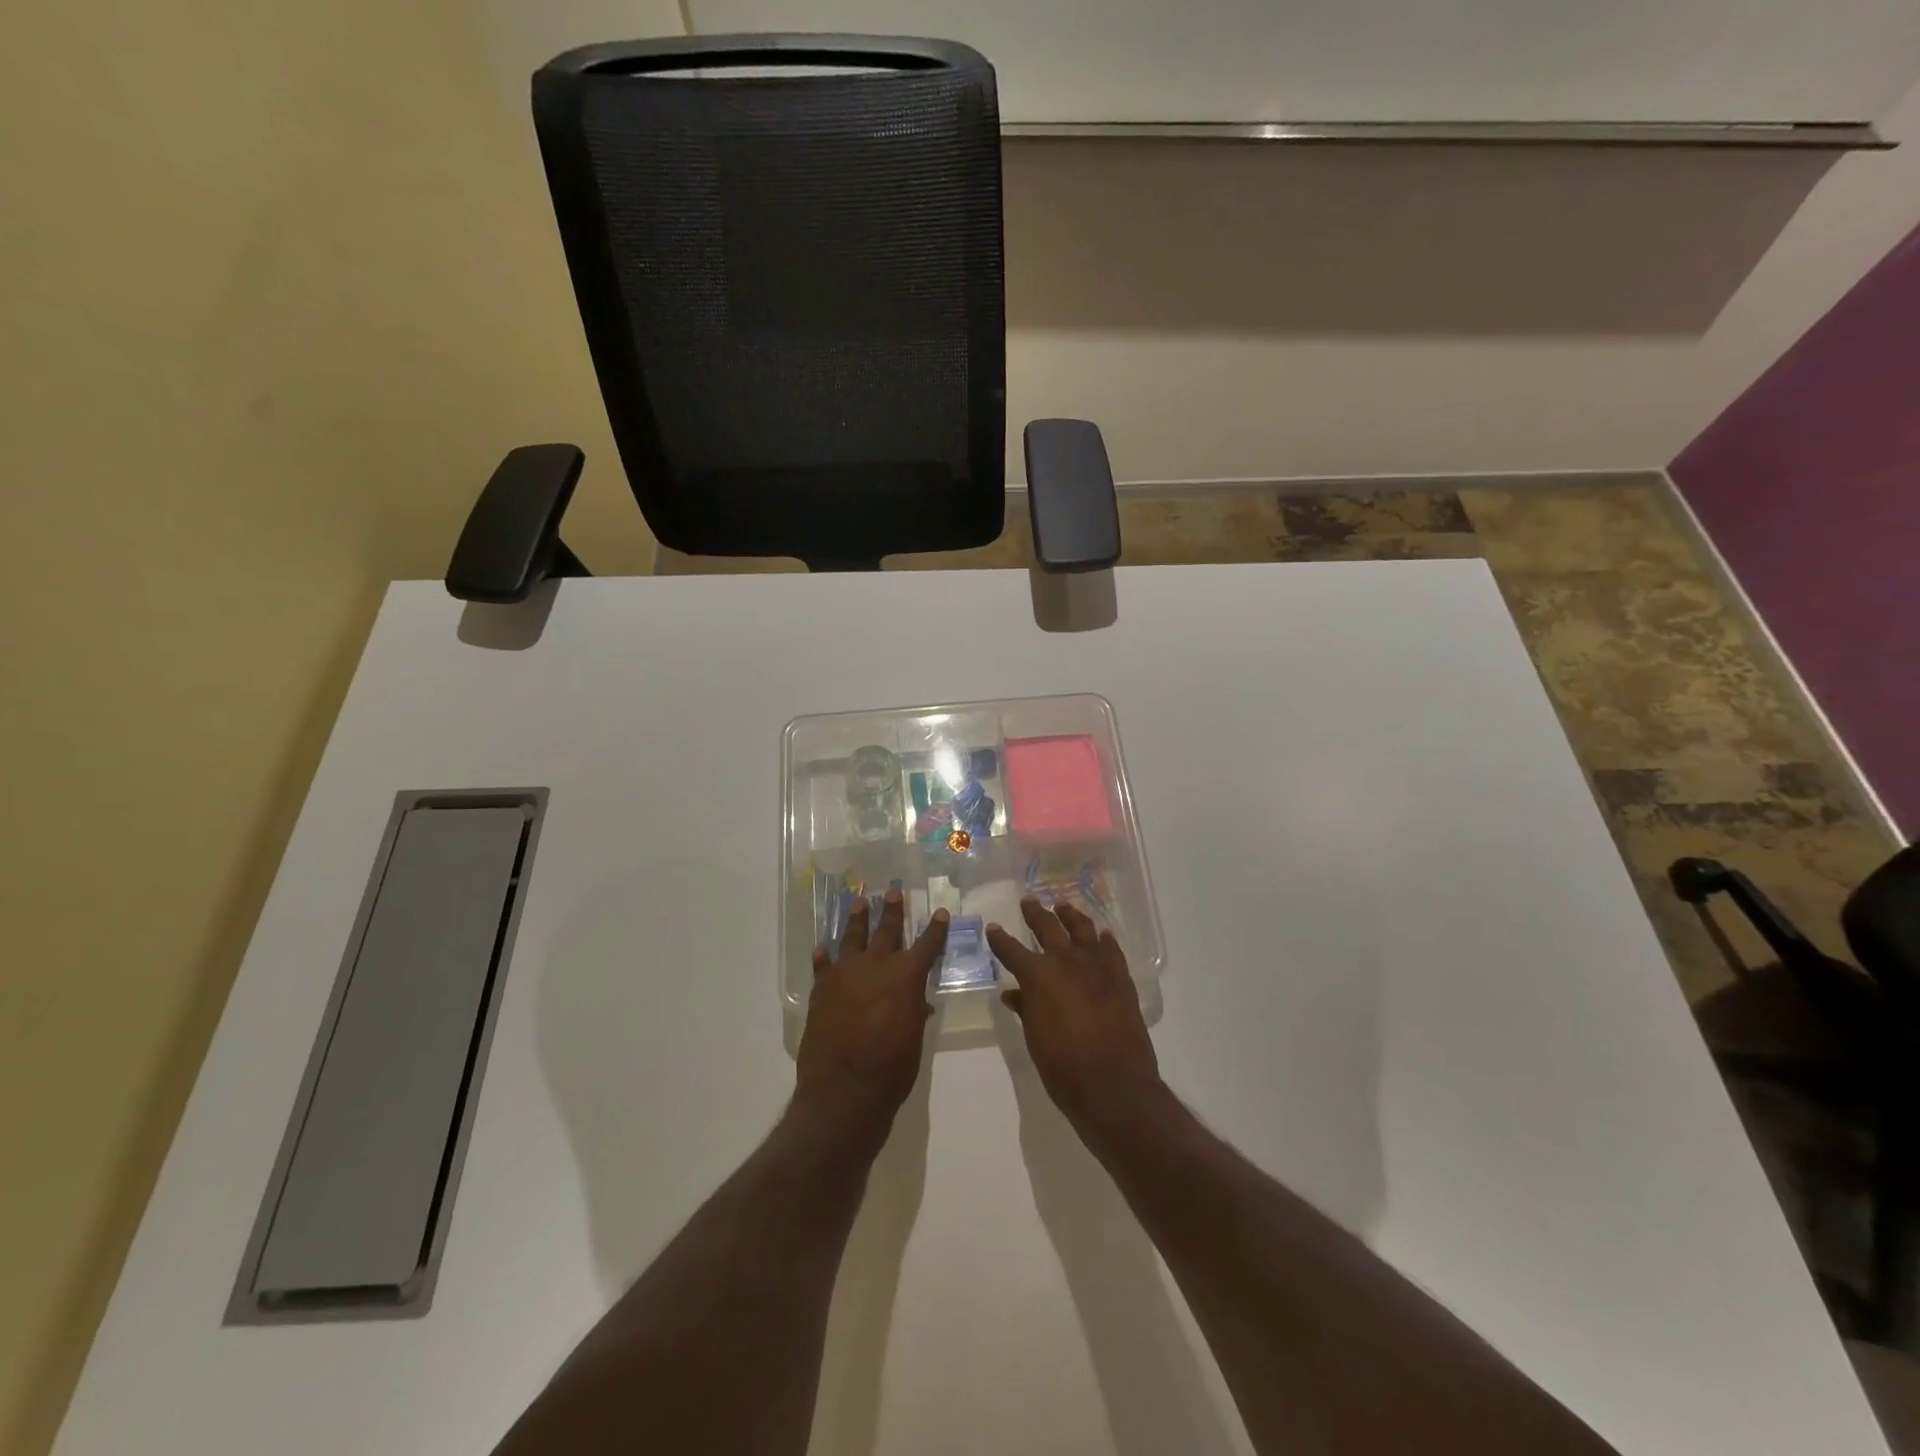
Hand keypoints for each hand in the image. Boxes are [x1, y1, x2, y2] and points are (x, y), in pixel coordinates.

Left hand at [795, 888, 948, 1145]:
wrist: (844, 1087)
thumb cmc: (891, 1067)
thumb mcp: (913, 1039)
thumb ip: (913, 1013)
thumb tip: (916, 1003)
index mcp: (906, 976)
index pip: (927, 945)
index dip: (935, 929)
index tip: (940, 912)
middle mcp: (876, 965)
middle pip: (887, 930)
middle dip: (892, 910)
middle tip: (893, 892)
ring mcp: (846, 973)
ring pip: (852, 937)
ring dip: (857, 919)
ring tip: (859, 902)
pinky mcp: (822, 988)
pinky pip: (823, 965)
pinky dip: (824, 957)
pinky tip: (823, 948)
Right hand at [987, 899, 1160, 1138]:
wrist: (1113, 1084)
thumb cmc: (1063, 1066)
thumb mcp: (1034, 1037)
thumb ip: (1024, 1008)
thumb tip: (1012, 993)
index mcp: (1037, 975)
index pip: (1011, 949)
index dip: (1000, 939)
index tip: (994, 928)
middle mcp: (1065, 960)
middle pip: (1047, 927)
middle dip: (1035, 913)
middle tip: (1029, 902)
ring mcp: (1096, 965)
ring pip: (1082, 928)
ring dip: (1070, 916)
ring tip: (1064, 907)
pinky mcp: (1120, 976)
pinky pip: (1111, 949)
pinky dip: (1104, 939)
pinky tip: (1101, 935)